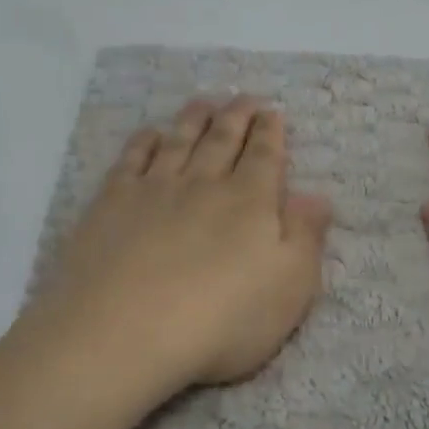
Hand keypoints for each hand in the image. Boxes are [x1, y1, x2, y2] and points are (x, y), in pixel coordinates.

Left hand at [21, 95, 332, 404]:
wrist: (123, 331)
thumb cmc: (220, 320)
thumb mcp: (289, 288)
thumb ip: (305, 237)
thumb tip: (317, 195)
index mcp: (249, 201)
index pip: (265, 155)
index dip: (271, 131)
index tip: (273, 110)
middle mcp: (203, 184)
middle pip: (223, 139)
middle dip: (237, 116)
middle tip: (244, 97)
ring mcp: (154, 189)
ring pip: (179, 141)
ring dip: (194, 119)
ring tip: (204, 101)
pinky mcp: (111, 203)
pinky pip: (132, 159)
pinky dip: (144, 142)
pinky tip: (150, 134)